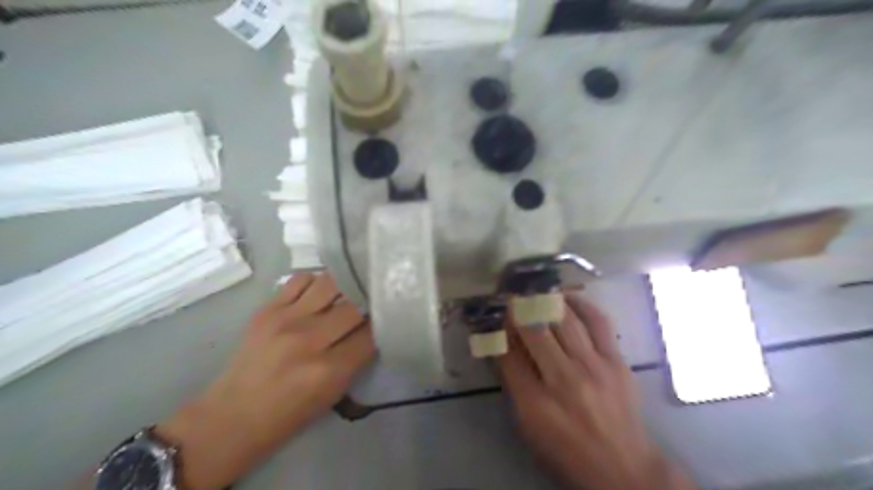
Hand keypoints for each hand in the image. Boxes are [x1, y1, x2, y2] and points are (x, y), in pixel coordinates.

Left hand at [151, 273, 374, 489]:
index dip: (382, 324)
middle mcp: (310, 340)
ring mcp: (286, 320)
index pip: (371, 333)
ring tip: (347, 292)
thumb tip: (372, 326)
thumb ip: (356, 358)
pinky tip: (318, 293)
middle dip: (367, 304)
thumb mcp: (333, 393)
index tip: (385, 319)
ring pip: (331, 283)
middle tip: (370, 304)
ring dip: (345, 287)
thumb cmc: (289, 413)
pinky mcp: (267, 309)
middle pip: (355, 306)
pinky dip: (316, 282)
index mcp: (330, 370)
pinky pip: (301, 279)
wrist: (233, 415)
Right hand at [498, 295, 695, 489]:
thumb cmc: (567, 450)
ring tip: (536, 291)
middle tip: (512, 296)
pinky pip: (598, 322)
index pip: (508, 354)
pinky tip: (568, 297)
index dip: (499, 331)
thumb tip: (506, 346)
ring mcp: (593, 367)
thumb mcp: (528, 426)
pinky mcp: (616, 361)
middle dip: (518, 309)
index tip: (496, 318)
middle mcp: (563, 380)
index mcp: (535, 403)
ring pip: (564, 320)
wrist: (623, 467)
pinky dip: (581, 304)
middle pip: (534, 331)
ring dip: (546, 300)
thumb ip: (514, 385)